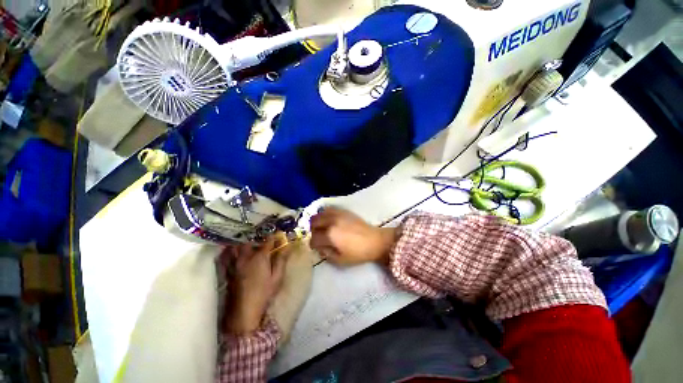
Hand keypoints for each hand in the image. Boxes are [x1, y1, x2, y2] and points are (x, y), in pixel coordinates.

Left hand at [222, 235, 288, 334]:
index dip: (274, 236)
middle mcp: (246, 256)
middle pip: (250, 241)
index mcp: (260, 257)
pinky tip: (233, 251)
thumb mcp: (277, 277)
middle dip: (257, 237)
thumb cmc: (264, 293)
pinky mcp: (229, 271)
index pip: (268, 240)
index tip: (278, 234)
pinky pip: (227, 257)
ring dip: (243, 242)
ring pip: (237, 247)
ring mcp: (235, 263)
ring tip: (248, 241)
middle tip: (263, 237)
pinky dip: (230, 251)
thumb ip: (281, 259)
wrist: (243, 311)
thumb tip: (287, 246)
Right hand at [310, 207, 396, 265]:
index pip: (313, 238)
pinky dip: (325, 214)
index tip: (318, 247)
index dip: (313, 245)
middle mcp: (331, 221)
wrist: (374, 241)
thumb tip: (319, 247)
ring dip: (318, 222)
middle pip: (313, 223)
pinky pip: (328, 209)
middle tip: (319, 236)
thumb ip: (326, 254)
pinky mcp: (343, 210)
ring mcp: (337, 214)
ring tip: (323, 228)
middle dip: (313, 231)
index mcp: (330, 235)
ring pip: (319, 214)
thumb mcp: (340, 260)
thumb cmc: (358, 253)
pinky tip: (329, 221)